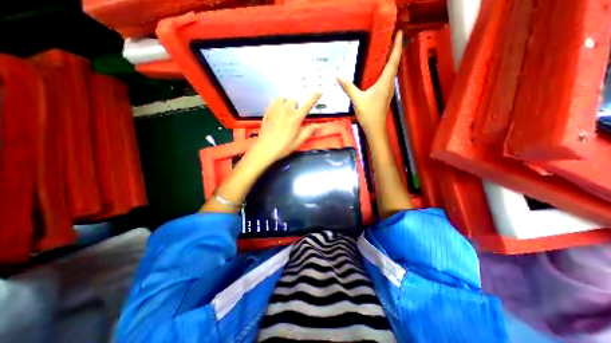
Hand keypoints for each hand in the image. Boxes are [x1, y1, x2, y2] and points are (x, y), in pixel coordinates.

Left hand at [247, 91, 323, 163]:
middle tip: (293, 118)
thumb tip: (318, 125)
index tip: (319, 90)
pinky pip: (274, 102)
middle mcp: (286, 110)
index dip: (314, 97)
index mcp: (296, 119)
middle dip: (295, 107)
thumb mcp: (298, 142)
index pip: (307, 105)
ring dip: (286, 104)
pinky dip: (278, 105)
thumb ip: (308, 132)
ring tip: (285, 114)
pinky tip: (277, 114)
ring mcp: (275, 109)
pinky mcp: (267, 111)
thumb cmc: (283, 147)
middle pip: (293, 101)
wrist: (264, 149)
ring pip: (283, 99)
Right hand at [337, 29, 403, 137]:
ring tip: (384, 54)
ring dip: (390, 62)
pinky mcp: (384, 96)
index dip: (397, 46)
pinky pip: (387, 80)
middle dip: (394, 51)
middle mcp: (389, 84)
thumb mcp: (357, 99)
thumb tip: (338, 76)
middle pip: (394, 65)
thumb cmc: (369, 114)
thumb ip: (348, 87)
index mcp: (384, 82)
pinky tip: (377, 74)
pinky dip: (385, 72)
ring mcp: (387, 91)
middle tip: (390, 40)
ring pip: (391, 73)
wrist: (375, 128)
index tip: (399, 33)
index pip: (393, 60)